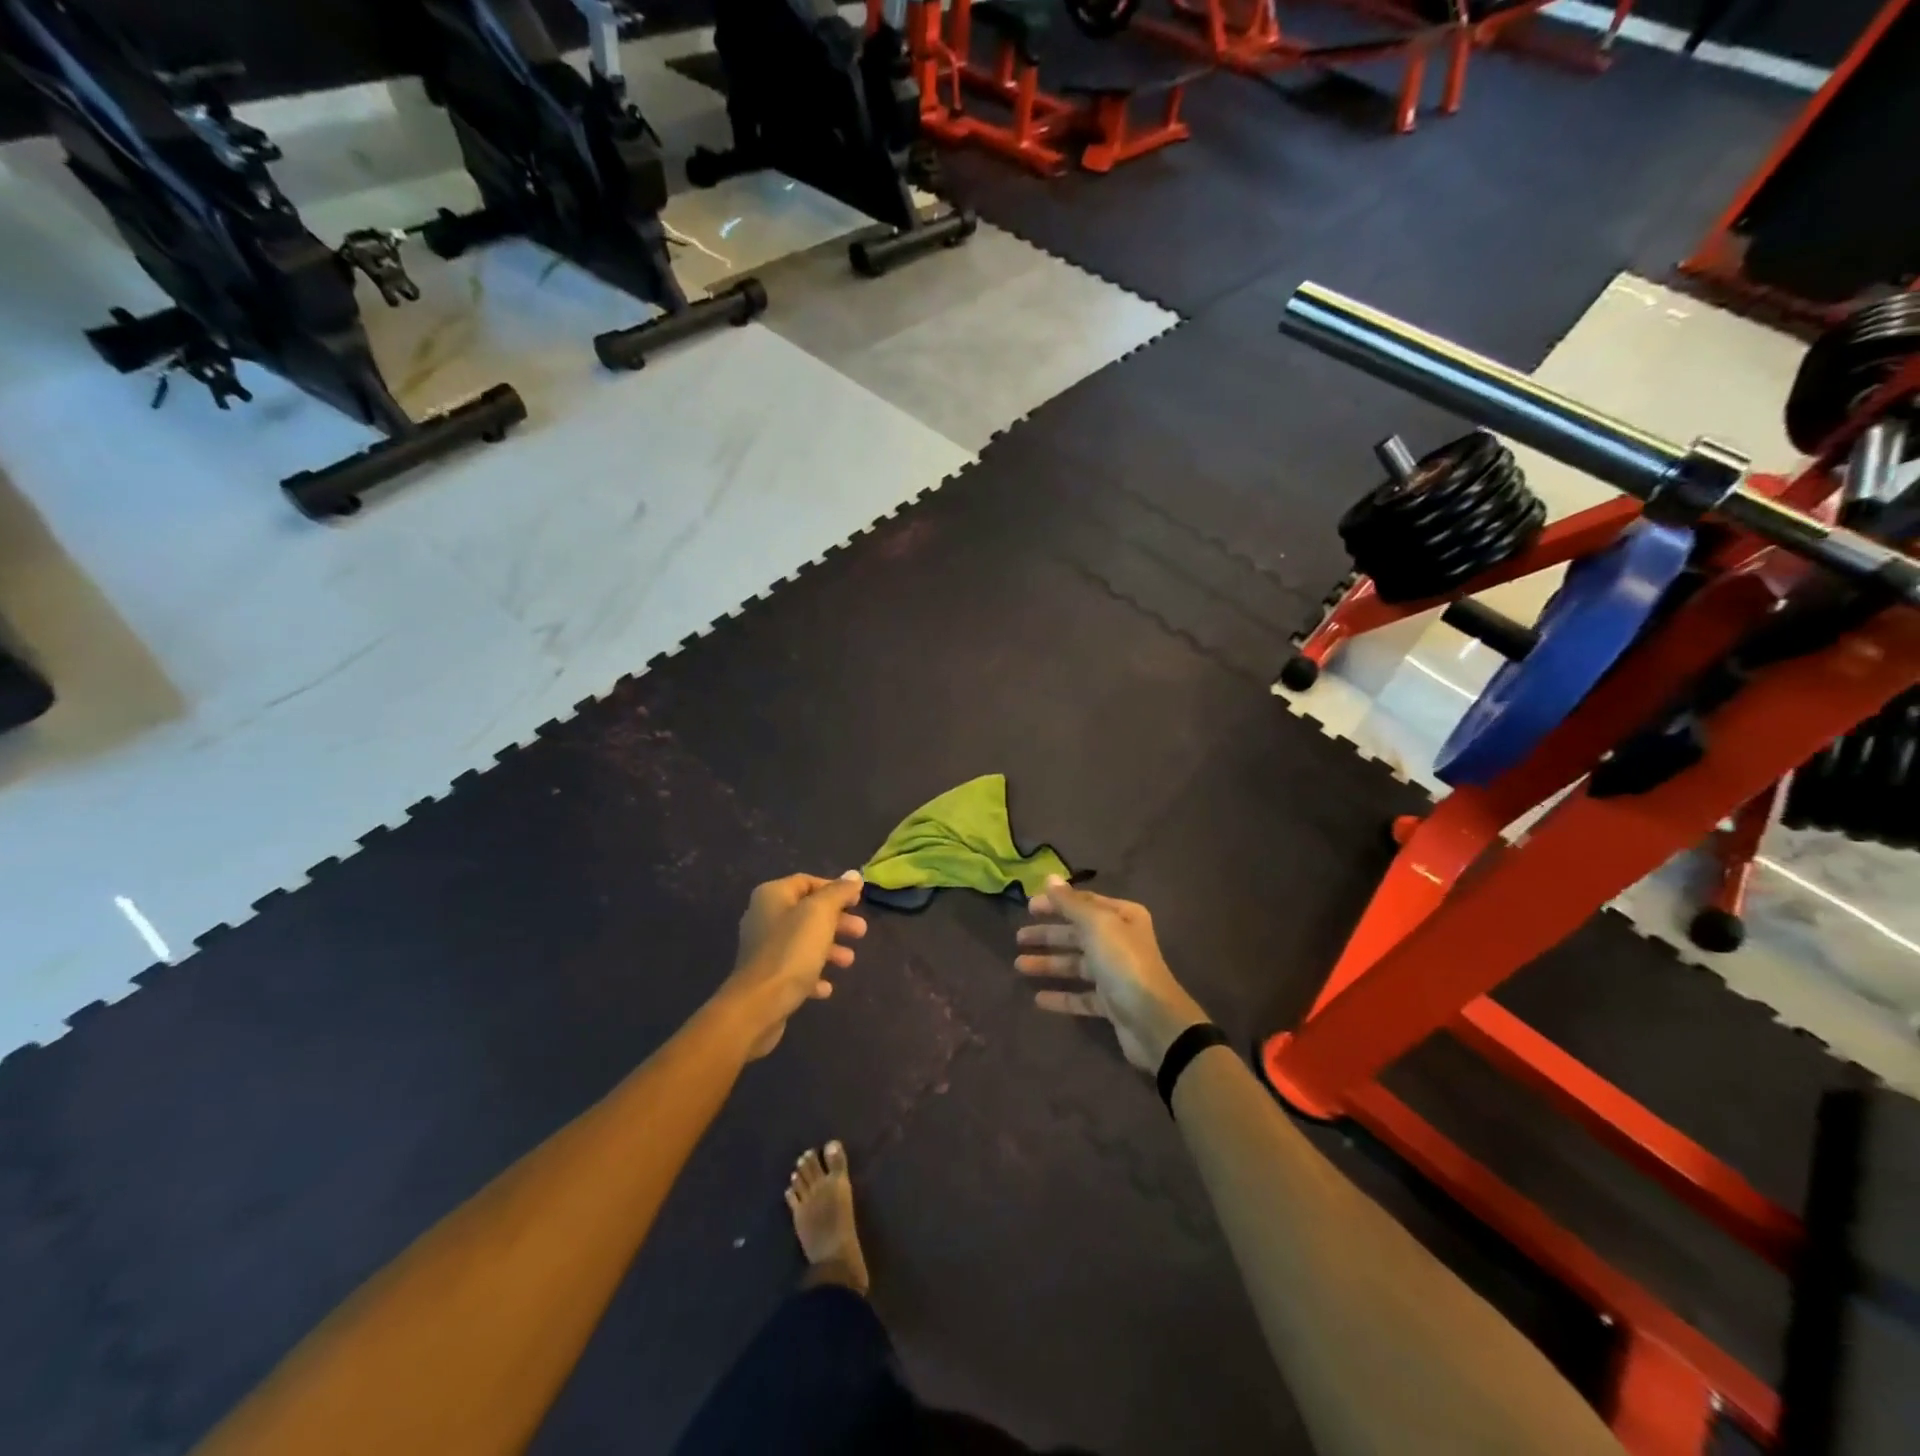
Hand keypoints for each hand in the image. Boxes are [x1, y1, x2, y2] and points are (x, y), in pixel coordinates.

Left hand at [720, 873, 867, 1058]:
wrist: (758, 1005)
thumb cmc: (792, 950)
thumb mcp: (820, 914)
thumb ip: (838, 892)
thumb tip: (853, 875)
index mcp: (772, 896)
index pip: (807, 882)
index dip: (835, 888)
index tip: (858, 901)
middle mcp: (764, 917)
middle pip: (808, 913)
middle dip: (837, 921)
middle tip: (861, 931)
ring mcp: (763, 949)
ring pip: (804, 942)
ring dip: (829, 949)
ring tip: (849, 961)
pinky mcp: (766, 978)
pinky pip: (795, 969)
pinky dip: (813, 973)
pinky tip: (826, 987)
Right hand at [1015, 878, 1207, 1071]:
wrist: (1154, 1021)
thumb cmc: (1123, 963)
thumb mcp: (1096, 925)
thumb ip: (1070, 903)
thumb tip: (1049, 877)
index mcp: (1122, 917)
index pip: (1084, 904)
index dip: (1056, 903)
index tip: (1028, 907)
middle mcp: (1120, 941)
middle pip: (1077, 934)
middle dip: (1048, 935)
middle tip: (1018, 938)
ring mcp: (1116, 974)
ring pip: (1076, 965)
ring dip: (1048, 964)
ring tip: (1019, 966)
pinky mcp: (1111, 1003)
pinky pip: (1081, 996)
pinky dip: (1061, 996)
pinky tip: (1037, 1000)